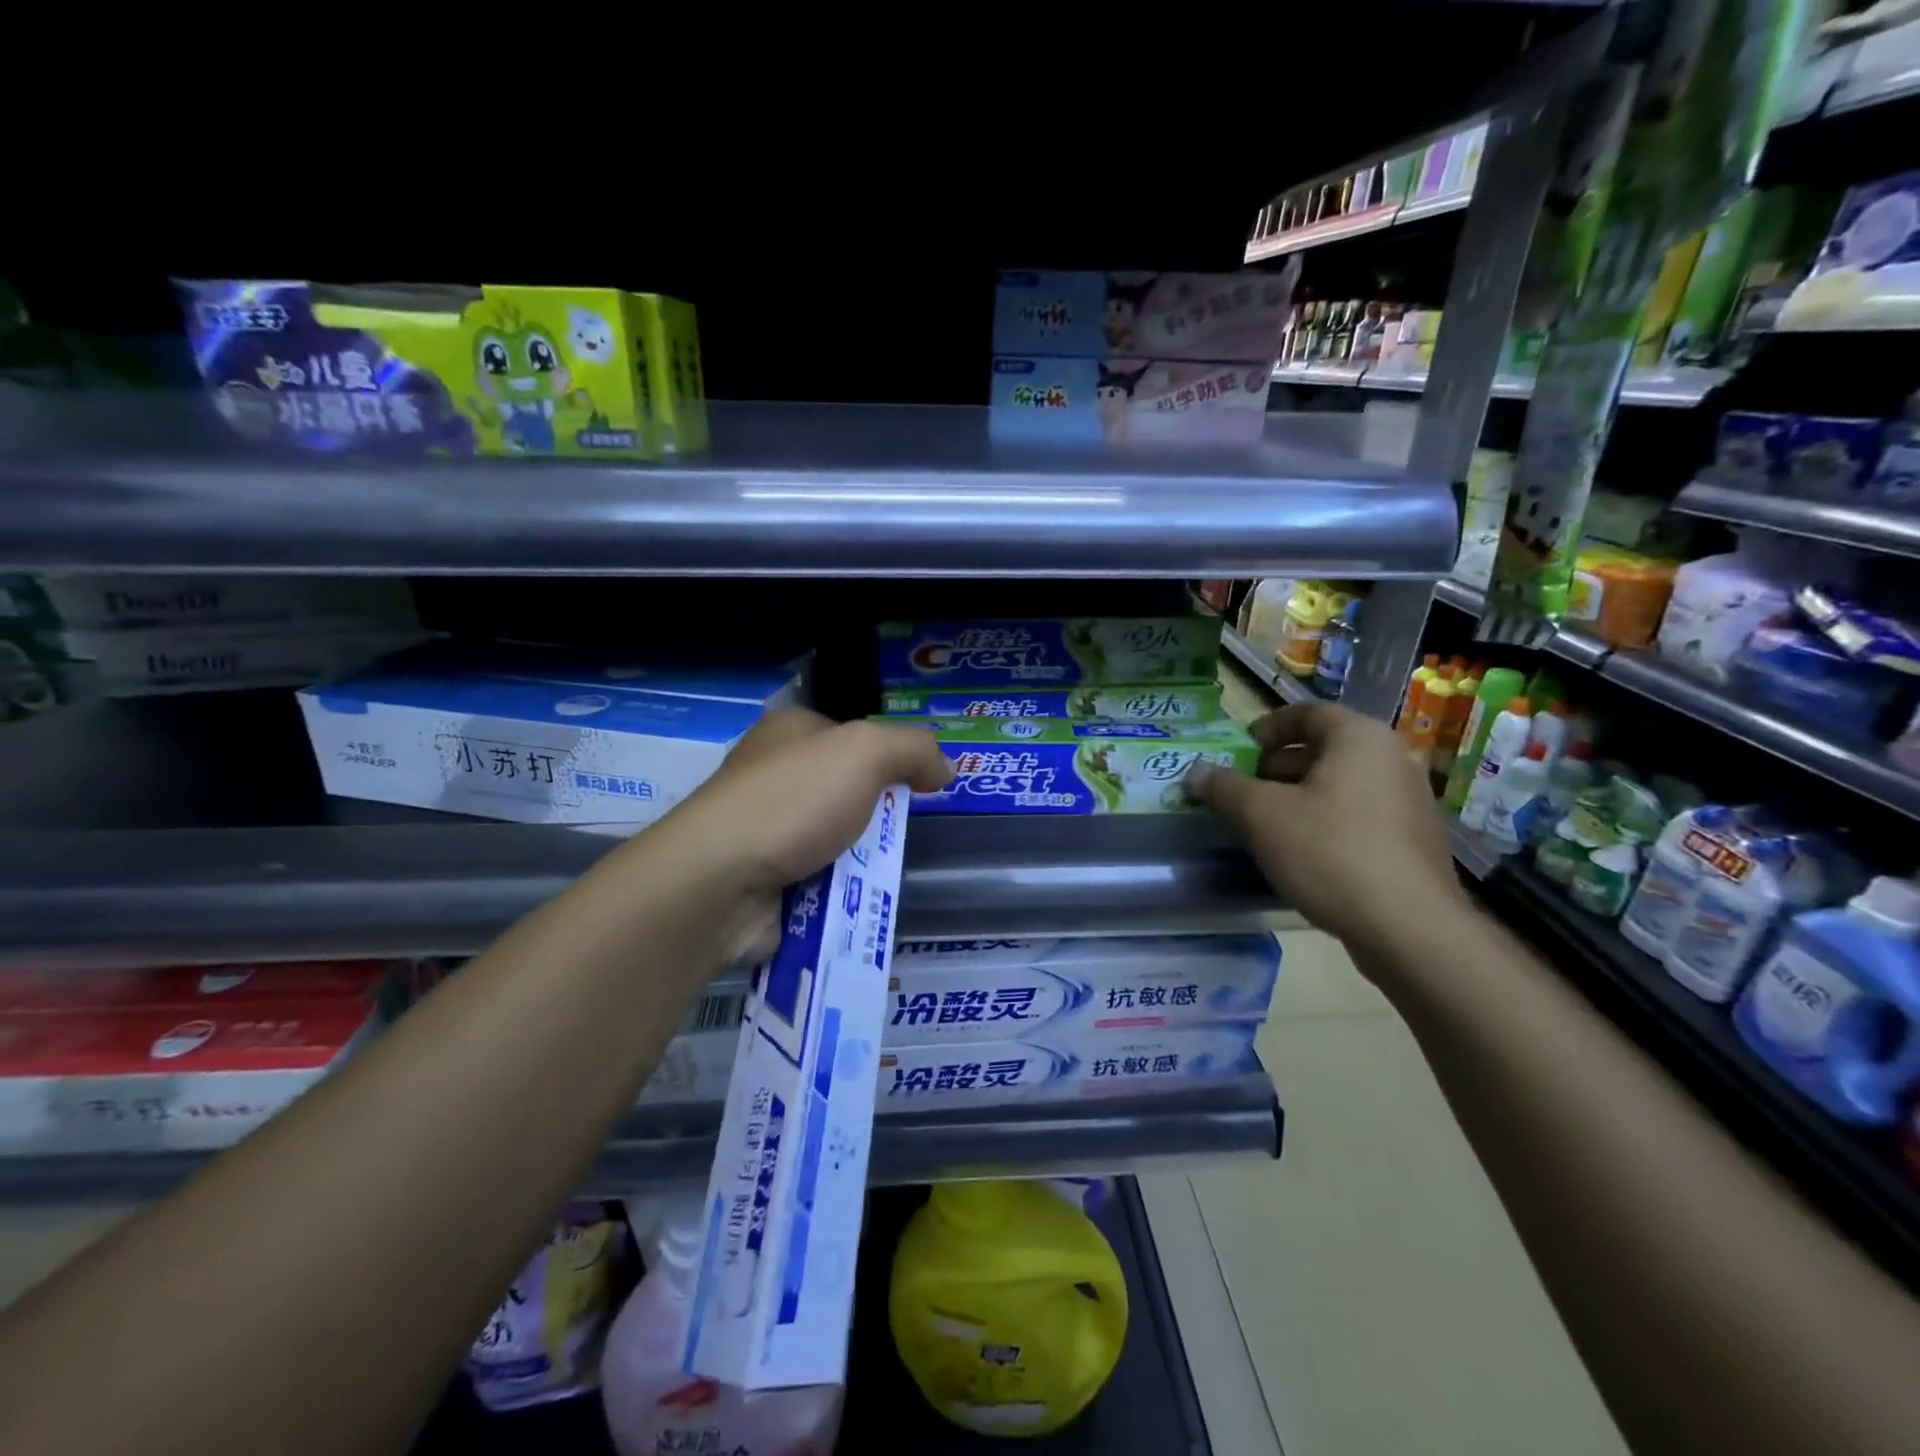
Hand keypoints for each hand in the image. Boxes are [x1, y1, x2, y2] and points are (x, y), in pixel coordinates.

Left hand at [673, 708, 952, 893]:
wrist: (721, 882)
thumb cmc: (793, 802)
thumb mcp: (866, 752)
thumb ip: (914, 749)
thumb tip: (944, 769)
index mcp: (790, 733)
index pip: (851, 737)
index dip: (889, 758)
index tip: (919, 787)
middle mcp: (774, 775)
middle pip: (846, 792)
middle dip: (876, 816)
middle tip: (904, 836)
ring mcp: (765, 831)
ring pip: (836, 841)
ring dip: (862, 861)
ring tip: (886, 877)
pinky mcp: (764, 880)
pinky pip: (819, 882)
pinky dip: (841, 894)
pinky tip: (858, 904)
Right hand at [1187, 702, 1466, 954]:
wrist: (1409, 927)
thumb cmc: (1329, 852)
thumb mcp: (1262, 815)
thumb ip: (1225, 788)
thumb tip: (1196, 773)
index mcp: (1359, 738)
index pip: (1308, 713)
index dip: (1269, 727)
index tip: (1242, 750)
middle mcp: (1392, 759)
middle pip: (1327, 748)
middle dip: (1280, 765)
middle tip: (1246, 789)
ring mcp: (1410, 801)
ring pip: (1343, 783)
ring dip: (1301, 795)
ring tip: (1268, 823)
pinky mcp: (1414, 840)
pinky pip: (1361, 814)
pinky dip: (1328, 820)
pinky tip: (1304, 852)